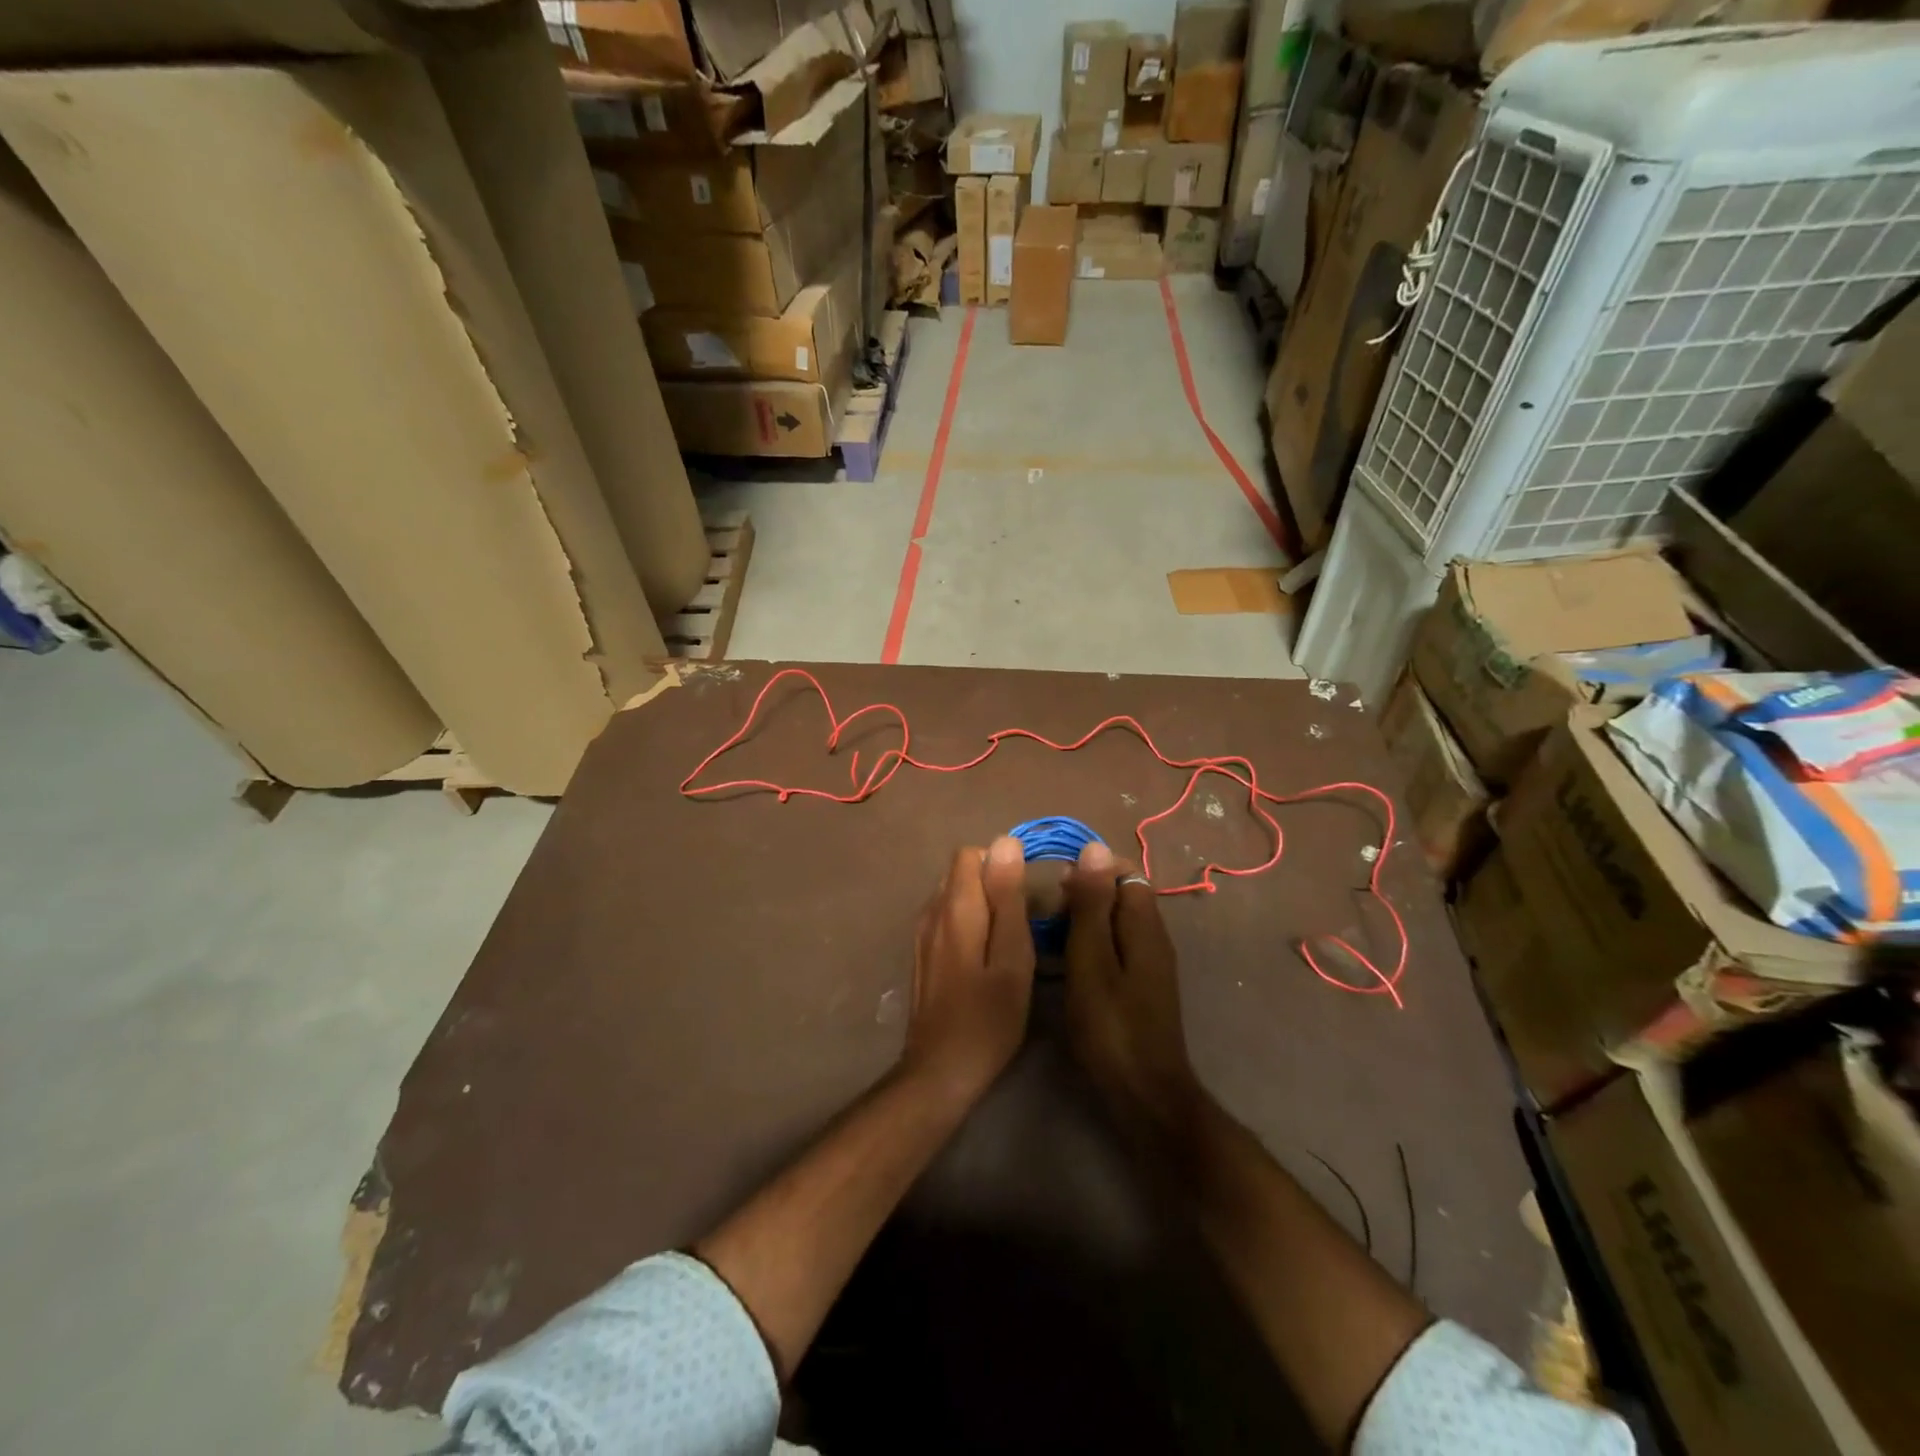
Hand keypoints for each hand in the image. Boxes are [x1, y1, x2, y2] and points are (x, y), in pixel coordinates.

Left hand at [904, 838, 1035, 1104]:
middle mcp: (932, 911)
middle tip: (1023, 921)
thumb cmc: (988, 1017)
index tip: (1026, 895)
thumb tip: (1006, 842)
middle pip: (961, 872)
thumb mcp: (1012, 957)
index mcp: (955, 907)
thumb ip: (1008, 898)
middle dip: (993, 883)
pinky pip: (947, 918)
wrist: (940, 1071)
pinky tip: (985, 956)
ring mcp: (922, 934)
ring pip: (954, 895)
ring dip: (982, 904)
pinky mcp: (922, 954)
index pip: (971, 854)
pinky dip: (969, 923)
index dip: (1001, 864)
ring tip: (1007, 940)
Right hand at [1062, 842, 1203, 1133]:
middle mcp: (1153, 937)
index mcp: (1144, 925)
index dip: (1090, 869)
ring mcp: (1149, 964)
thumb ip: (1093, 905)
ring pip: (1115, 923)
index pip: (1124, 872)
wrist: (1144, 1096)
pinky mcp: (1140, 987)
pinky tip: (1064, 962)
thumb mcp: (1092, 960)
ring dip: (1084, 920)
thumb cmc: (1111, 1026)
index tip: (1055, 883)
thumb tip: (1094, 847)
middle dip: (1083, 894)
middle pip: (1120, 895)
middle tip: (1045, 912)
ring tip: (1047, 934)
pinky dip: (1090, 945)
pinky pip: (1114, 948)